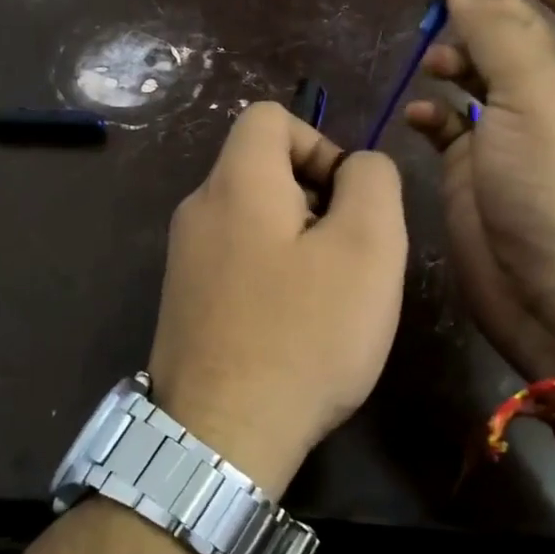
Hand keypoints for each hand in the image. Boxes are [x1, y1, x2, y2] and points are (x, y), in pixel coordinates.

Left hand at [147, 102, 407, 494]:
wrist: (220, 436)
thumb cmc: (303, 334)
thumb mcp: (368, 247)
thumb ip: (372, 182)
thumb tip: (358, 166)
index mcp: (235, 181)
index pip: (269, 117)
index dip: (319, 142)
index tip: (346, 200)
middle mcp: (197, 209)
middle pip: (261, 168)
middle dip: (315, 198)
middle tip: (347, 257)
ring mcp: (182, 258)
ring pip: (252, 218)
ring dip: (297, 241)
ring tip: (324, 298)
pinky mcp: (182, 301)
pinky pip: (235, 260)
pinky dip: (269, 274)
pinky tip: (289, 326)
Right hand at [403, 0, 554, 378]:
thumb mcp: (538, 99)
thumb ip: (500, 31)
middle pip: (518, 30)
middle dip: (475, 2)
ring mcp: (518, 136)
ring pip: (480, 75)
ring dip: (452, 56)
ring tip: (428, 55)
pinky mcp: (479, 171)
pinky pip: (451, 126)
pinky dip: (433, 114)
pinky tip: (417, 115)